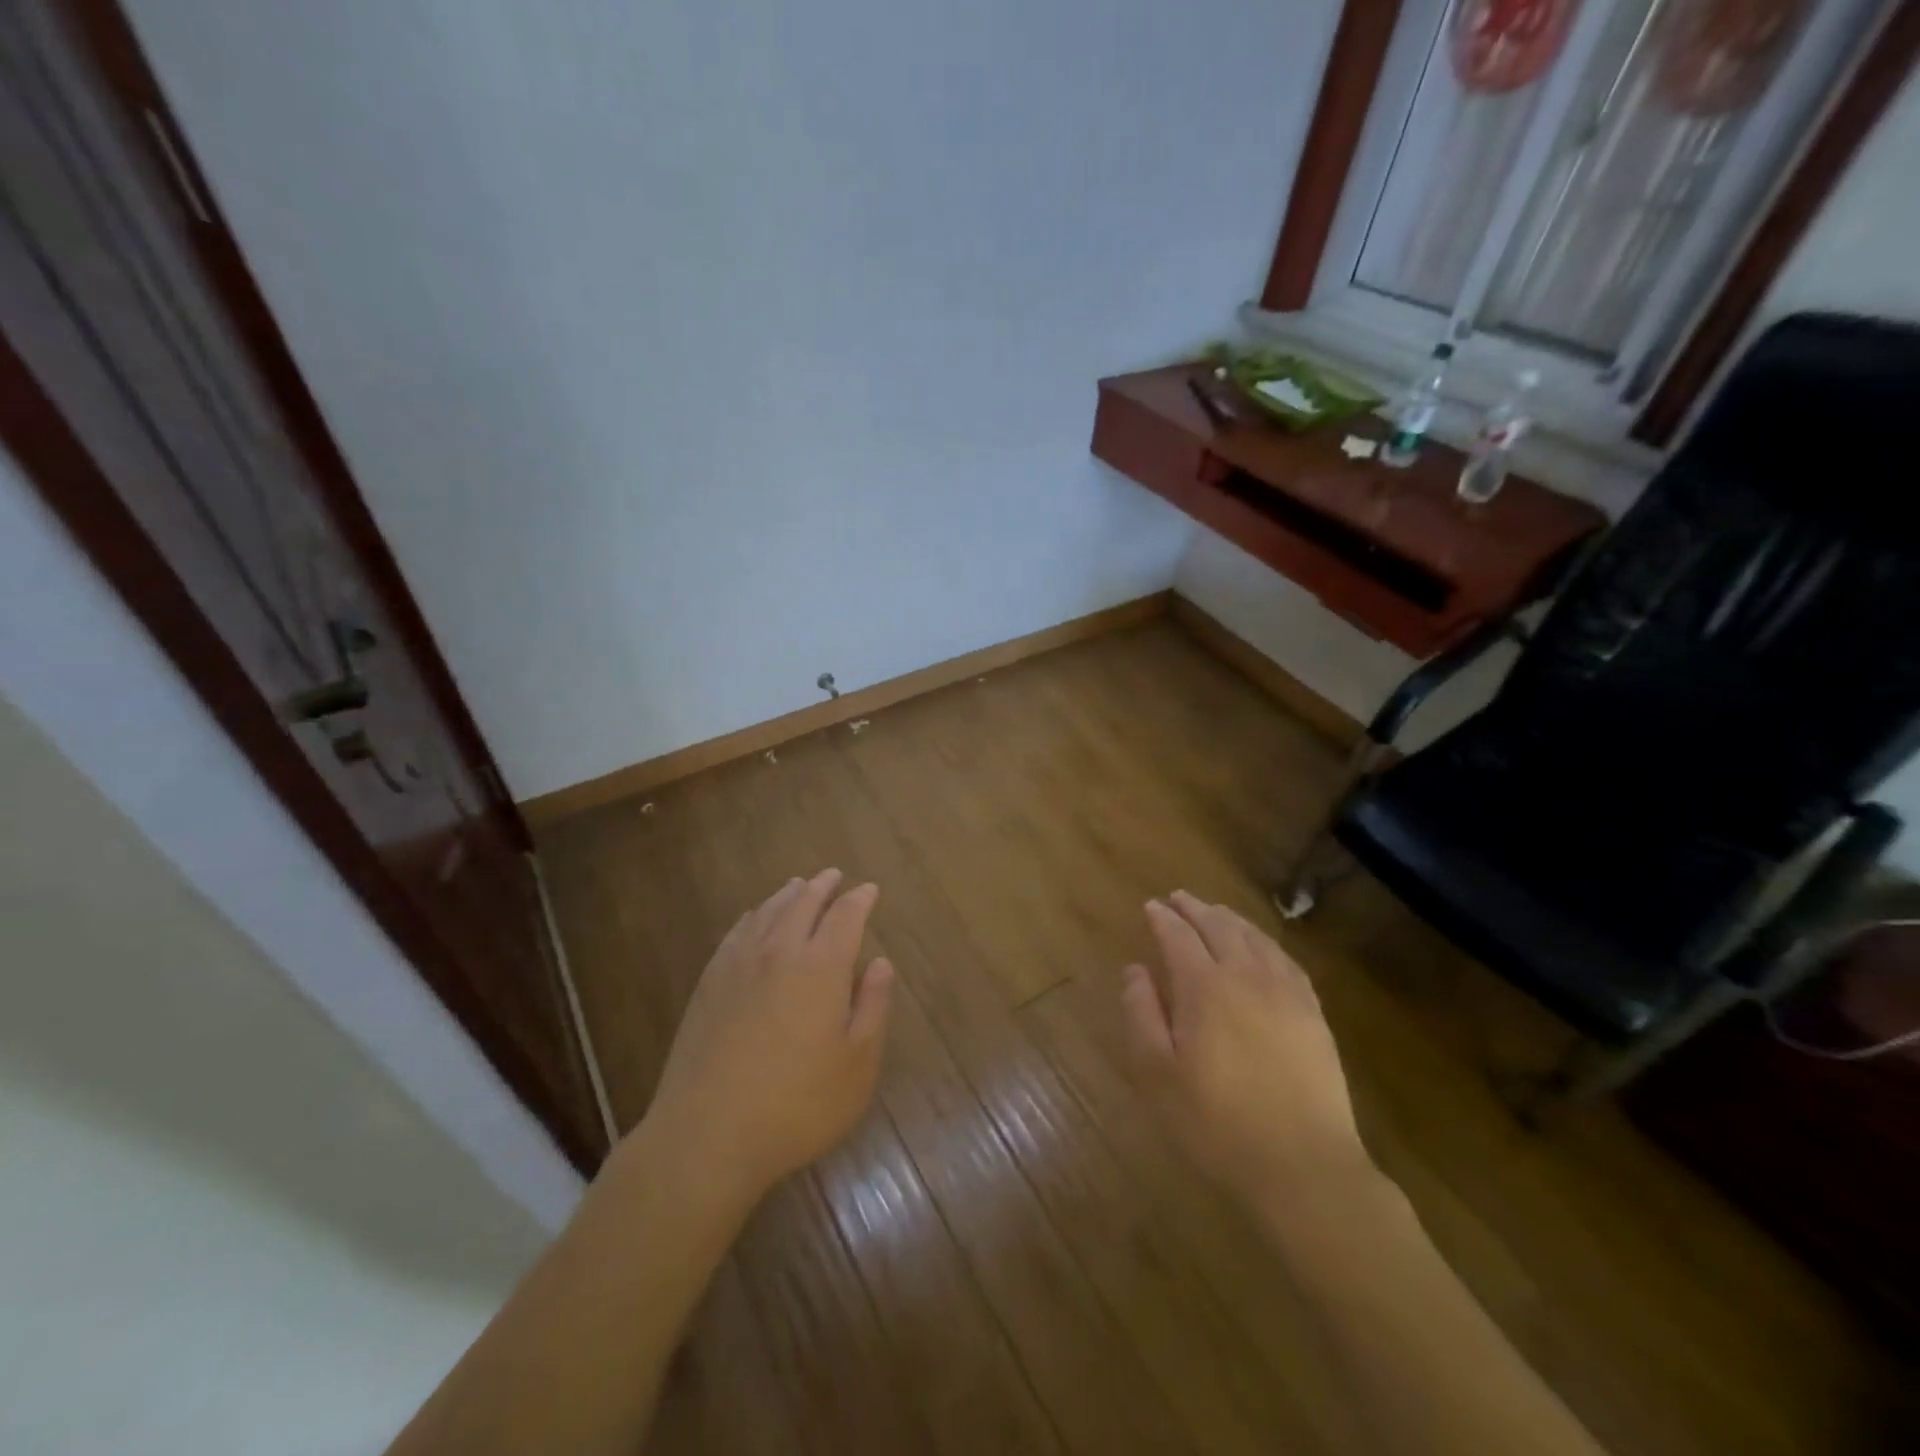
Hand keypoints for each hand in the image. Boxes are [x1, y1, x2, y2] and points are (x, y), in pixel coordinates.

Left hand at [640, 869, 894, 1201]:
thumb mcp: (857, 1065)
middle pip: (803, 903)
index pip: (845, 916)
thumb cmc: (796, 1105)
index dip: (860, 899)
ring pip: (767, 912)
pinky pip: (736, 933)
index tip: (870, 889)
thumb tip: (880, 963)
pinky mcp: (709, 984)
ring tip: (798, 886)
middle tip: (834, 875)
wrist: (706, 1136)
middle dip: (823, 886)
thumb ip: (872, 1006)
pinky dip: (752, 916)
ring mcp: (738, 965)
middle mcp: (779, 952)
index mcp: (820, 967)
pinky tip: (753, 919)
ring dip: (788, 895)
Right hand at [1122, 891, 1372, 1212]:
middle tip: (1178, 898)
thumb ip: (1141, 1014)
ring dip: (1230, 919)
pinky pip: (1286, 961)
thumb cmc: (1216, 1124)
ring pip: (1255, 938)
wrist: (1304, 1168)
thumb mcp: (1157, 1074)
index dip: (1162, 918)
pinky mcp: (1313, 1015)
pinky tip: (1261, 947)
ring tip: (1215, 912)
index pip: (1178, 936)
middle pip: (1219, 927)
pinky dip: (1265, 942)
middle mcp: (1246, 977)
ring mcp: (1286, 993)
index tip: (1150, 906)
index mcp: (1204, 987)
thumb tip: (1135, 970)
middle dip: (1195, 908)